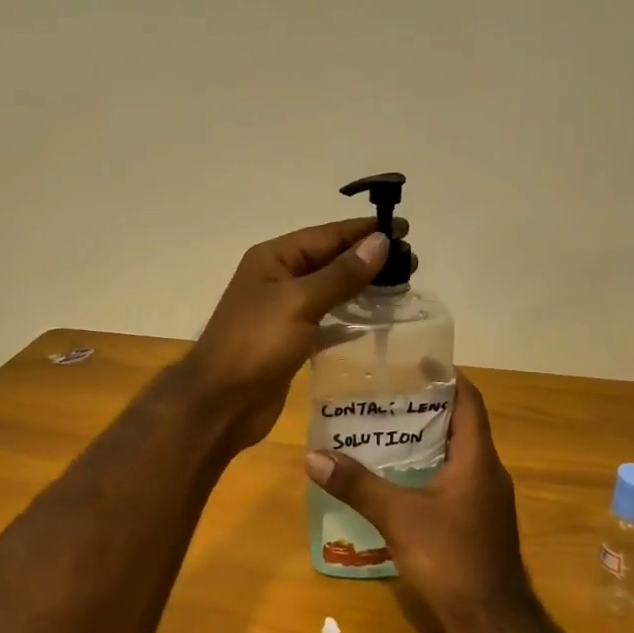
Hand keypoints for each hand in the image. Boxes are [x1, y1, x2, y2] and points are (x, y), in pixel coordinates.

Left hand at [185, 217, 402, 449]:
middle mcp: (278, 279)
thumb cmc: (256, 344)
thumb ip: (342, 274)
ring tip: (401, 286)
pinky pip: (326, 320)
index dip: (364, 231)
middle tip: (412, 262)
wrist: (221, 403)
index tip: (404, 228)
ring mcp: (283, 311)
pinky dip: (349, 318)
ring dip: (362, 287)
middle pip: (329, 260)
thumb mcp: (300, 302)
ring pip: (330, 290)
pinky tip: (375, 320)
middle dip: (367, 258)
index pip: (326, 235)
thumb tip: (380, 241)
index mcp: (273, 259)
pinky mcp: (291, 341)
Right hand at [303, 375, 536, 632]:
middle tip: (387, 394)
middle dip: (427, 406)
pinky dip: (431, 468)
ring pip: (458, 454)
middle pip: (461, 424)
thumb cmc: (451, 558)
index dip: (447, 376)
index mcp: (477, 458)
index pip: (469, 400)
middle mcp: (488, 471)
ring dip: (428, 439)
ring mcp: (487, 499)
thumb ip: (358, 485)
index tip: (416, 361)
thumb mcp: (399, 517)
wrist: (492, 623)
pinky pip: (456, 479)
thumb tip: (314, 456)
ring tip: (386, 429)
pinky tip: (401, 478)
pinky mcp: (481, 522)